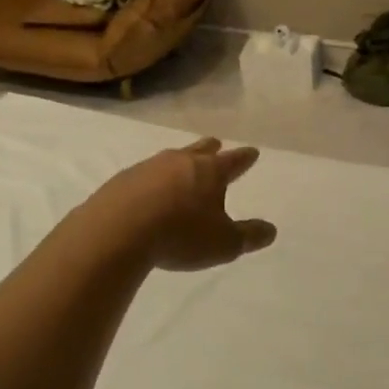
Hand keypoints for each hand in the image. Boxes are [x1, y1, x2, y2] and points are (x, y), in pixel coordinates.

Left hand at [89, 138, 277, 272]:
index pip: (233, 161)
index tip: (252, 152)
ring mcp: (147, 168)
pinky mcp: (121, 181)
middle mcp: (179, 162)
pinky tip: (147, 192)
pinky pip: (143, 176)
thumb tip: (271, 230)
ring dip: (179, 163)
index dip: (245, 158)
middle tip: (216, 144)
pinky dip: (151, 181)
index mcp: (209, 171)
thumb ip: (249, 236)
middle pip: (199, 150)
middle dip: (210, 148)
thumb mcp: (224, 244)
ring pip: (170, 159)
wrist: (116, 232)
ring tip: (181, 169)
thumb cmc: (180, 235)